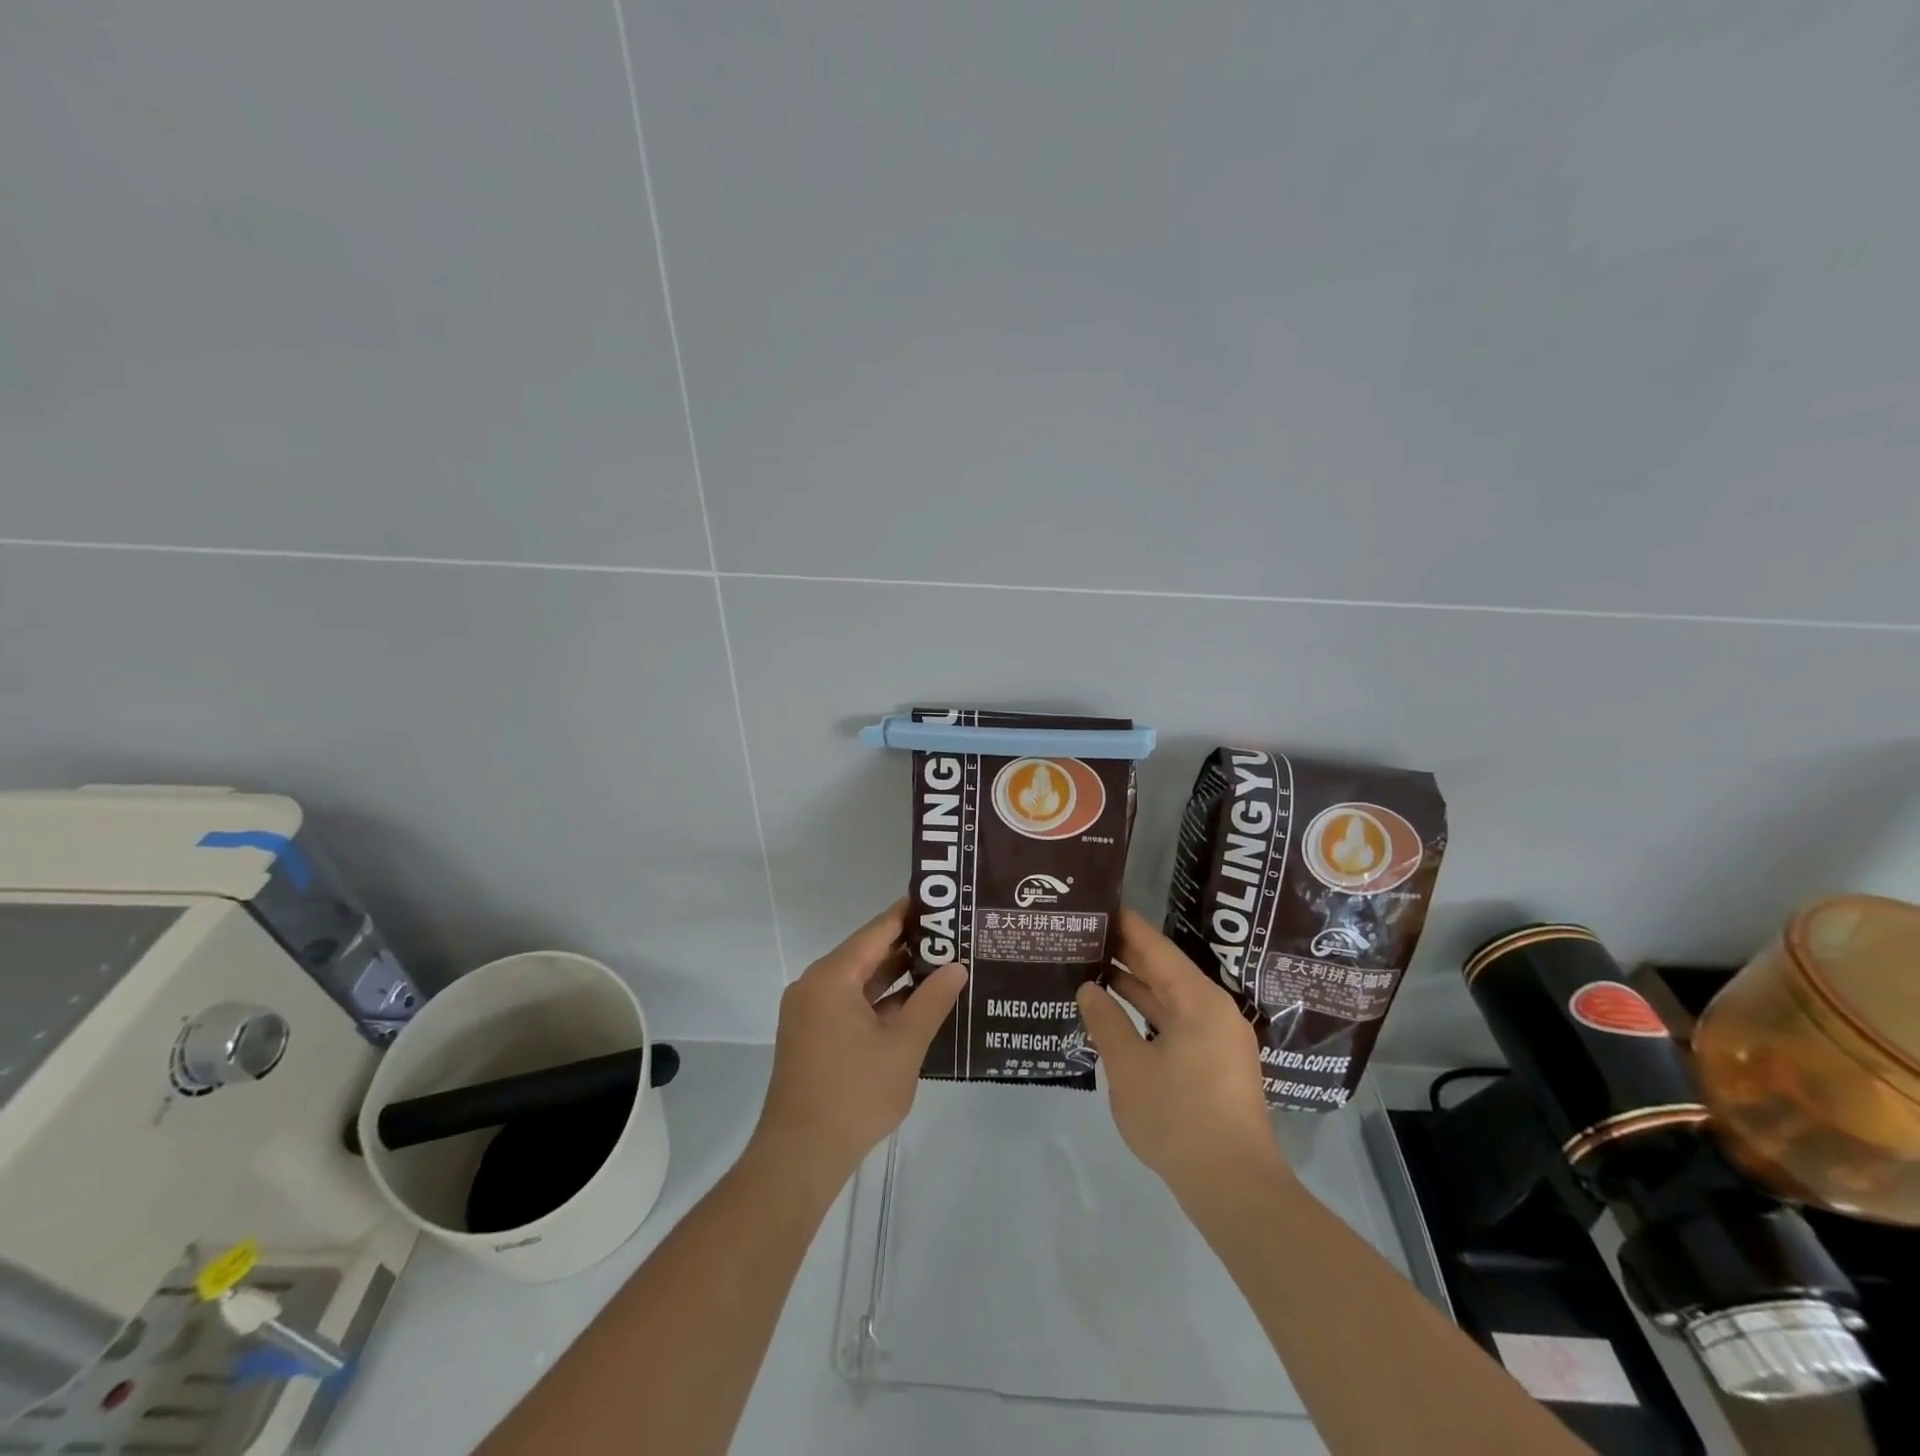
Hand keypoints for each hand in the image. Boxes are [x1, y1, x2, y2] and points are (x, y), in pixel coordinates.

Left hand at [749, 901, 966, 1196]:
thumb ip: (932, 1001)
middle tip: (954, 936)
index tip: (943, 903)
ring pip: (860, 981)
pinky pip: (850, 1004)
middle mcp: (815, 985)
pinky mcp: (812, 1036)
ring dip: (897, 976)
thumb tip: (957, 967)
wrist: (800, 1156)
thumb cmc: (855, 1094)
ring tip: (944, 965)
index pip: (878, 930)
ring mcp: (811, 1012)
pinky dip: (880, 1002)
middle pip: (867, 953)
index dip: (911, 914)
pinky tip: (916, 1005)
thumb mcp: (904, 1045)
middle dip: (910, 946)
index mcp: (832, 977)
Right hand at [1076, 908, 1284, 1198]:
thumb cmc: (1179, 1118)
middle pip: (1165, 970)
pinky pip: (1177, 1023)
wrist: (1234, 1188)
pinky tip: (1118, 1016)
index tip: (1098, 906)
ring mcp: (1219, 1039)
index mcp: (1199, 1000)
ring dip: (1135, 987)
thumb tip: (1090, 988)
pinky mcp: (1217, 1064)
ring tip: (1092, 969)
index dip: (1126, 926)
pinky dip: (1148, 1015)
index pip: (1156, 948)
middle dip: (1126, 955)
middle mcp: (1214, 1010)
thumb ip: (1106, 1022)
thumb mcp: (1129, 1068)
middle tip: (1085, 936)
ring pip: (1171, 999)